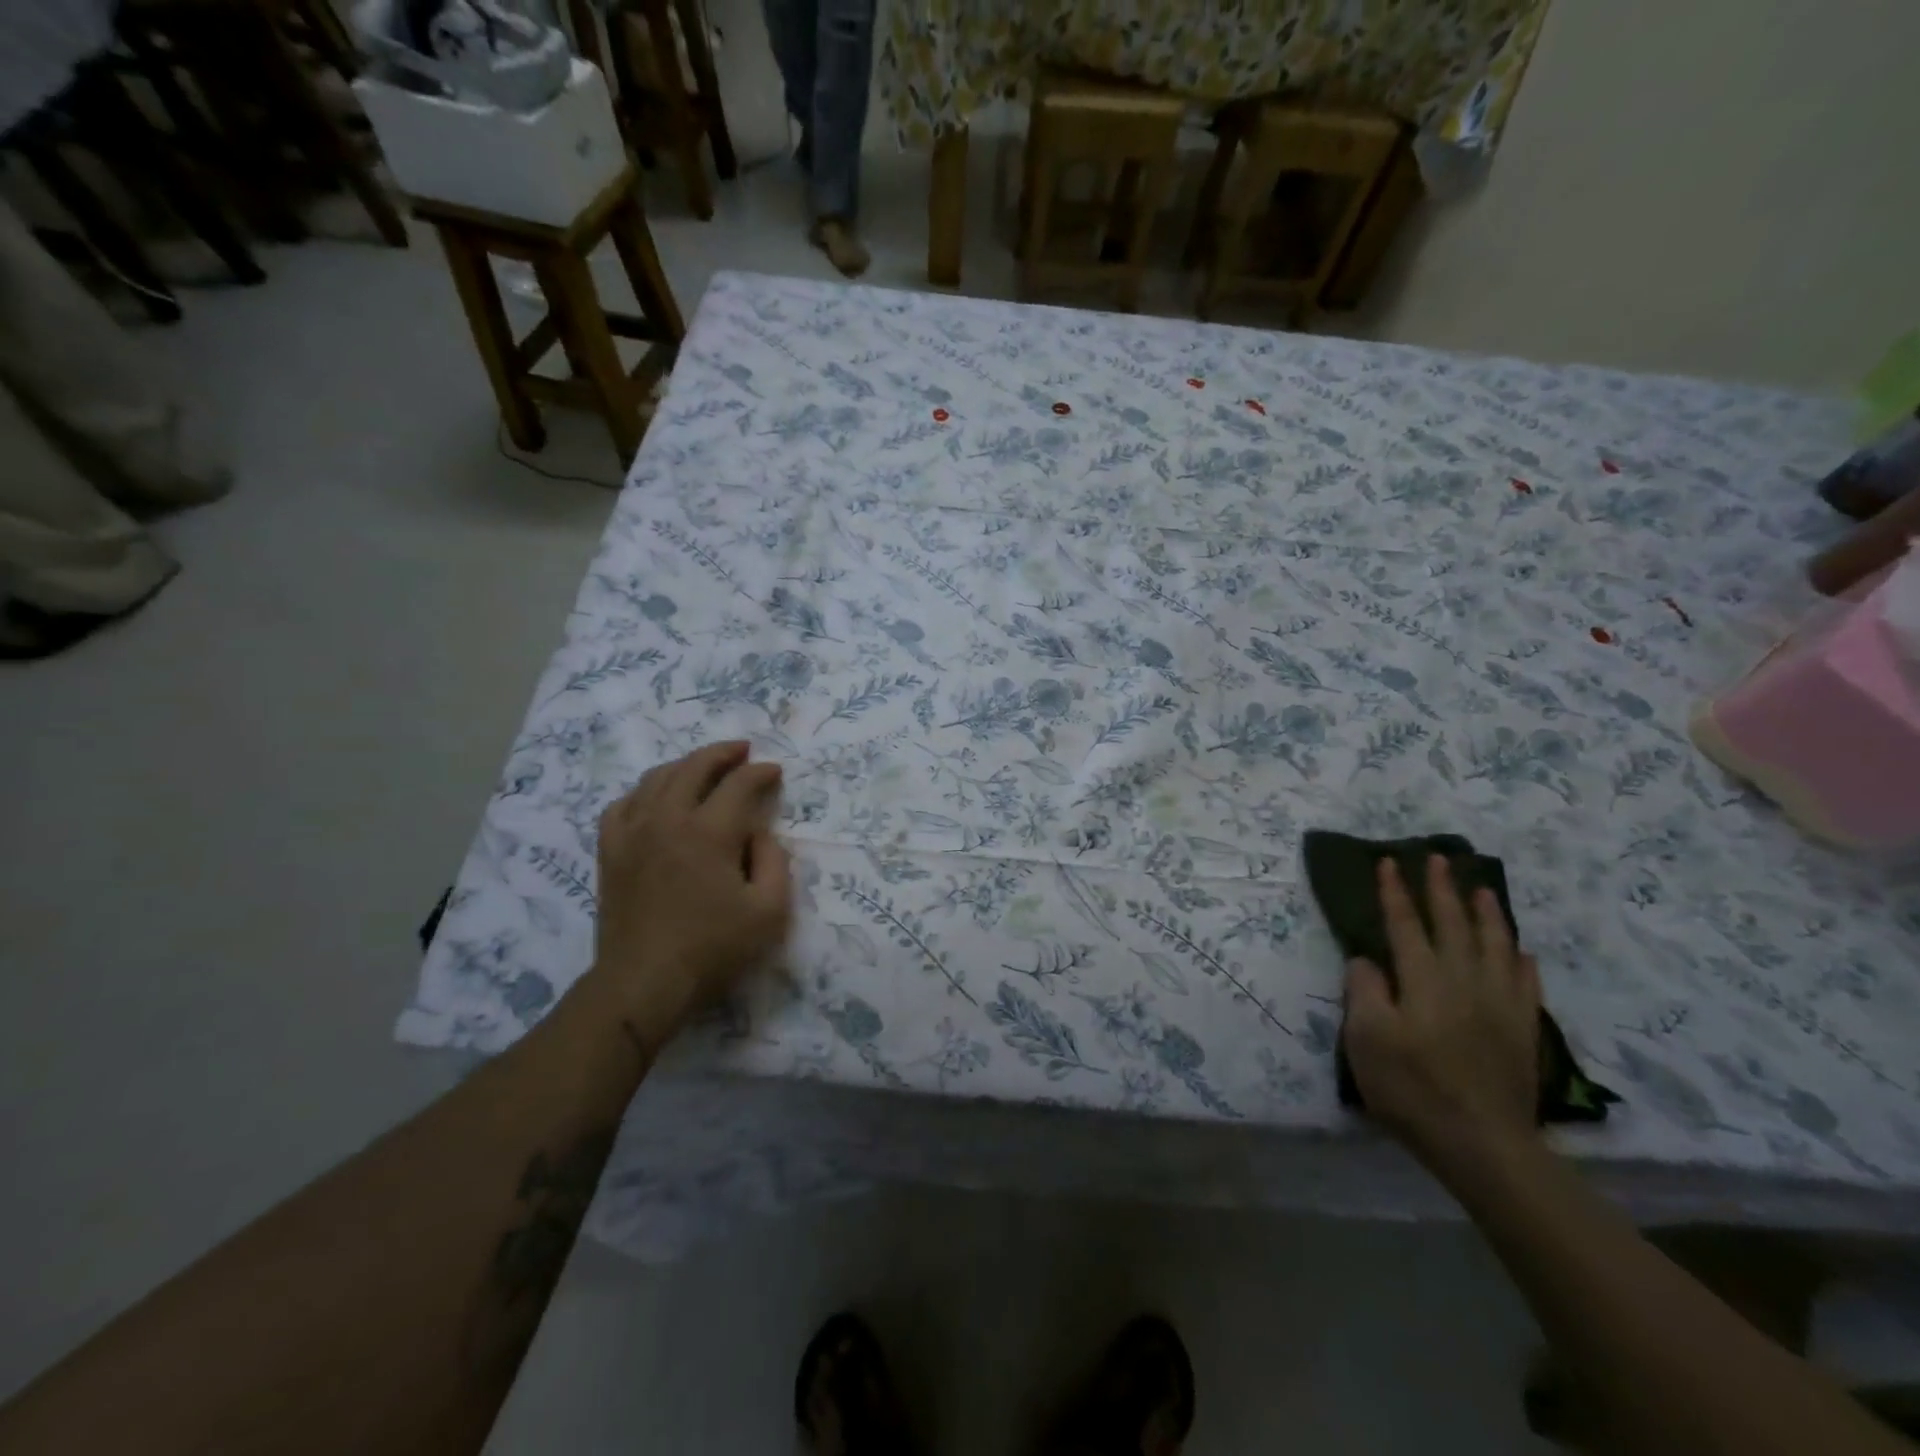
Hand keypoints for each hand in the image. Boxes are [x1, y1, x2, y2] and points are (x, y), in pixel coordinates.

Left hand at [588, 742, 792, 1036]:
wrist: (643, 982)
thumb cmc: (713, 949)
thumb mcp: (769, 910)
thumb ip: (775, 861)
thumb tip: (759, 834)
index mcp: (709, 832)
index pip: (740, 784)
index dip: (761, 772)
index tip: (776, 772)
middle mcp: (668, 819)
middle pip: (695, 766)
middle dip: (723, 753)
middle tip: (743, 751)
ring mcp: (633, 832)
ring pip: (657, 778)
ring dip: (686, 765)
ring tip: (705, 767)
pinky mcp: (611, 851)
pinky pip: (623, 803)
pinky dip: (644, 792)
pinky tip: (655, 798)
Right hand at [1343, 855, 1541, 1169]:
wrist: (1483, 1144)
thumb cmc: (1412, 1089)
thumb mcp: (1366, 1040)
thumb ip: (1363, 992)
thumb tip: (1367, 960)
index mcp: (1422, 980)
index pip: (1404, 925)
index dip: (1394, 893)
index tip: (1388, 862)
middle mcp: (1463, 980)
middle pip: (1452, 924)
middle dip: (1441, 889)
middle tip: (1438, 857)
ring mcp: (1499, 1004)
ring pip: (1495, 945)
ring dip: (1486, 913)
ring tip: (1481, 887)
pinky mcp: (1522, 1030)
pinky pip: (1525, 983)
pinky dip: (1520, 960)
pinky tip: (1520, 950)